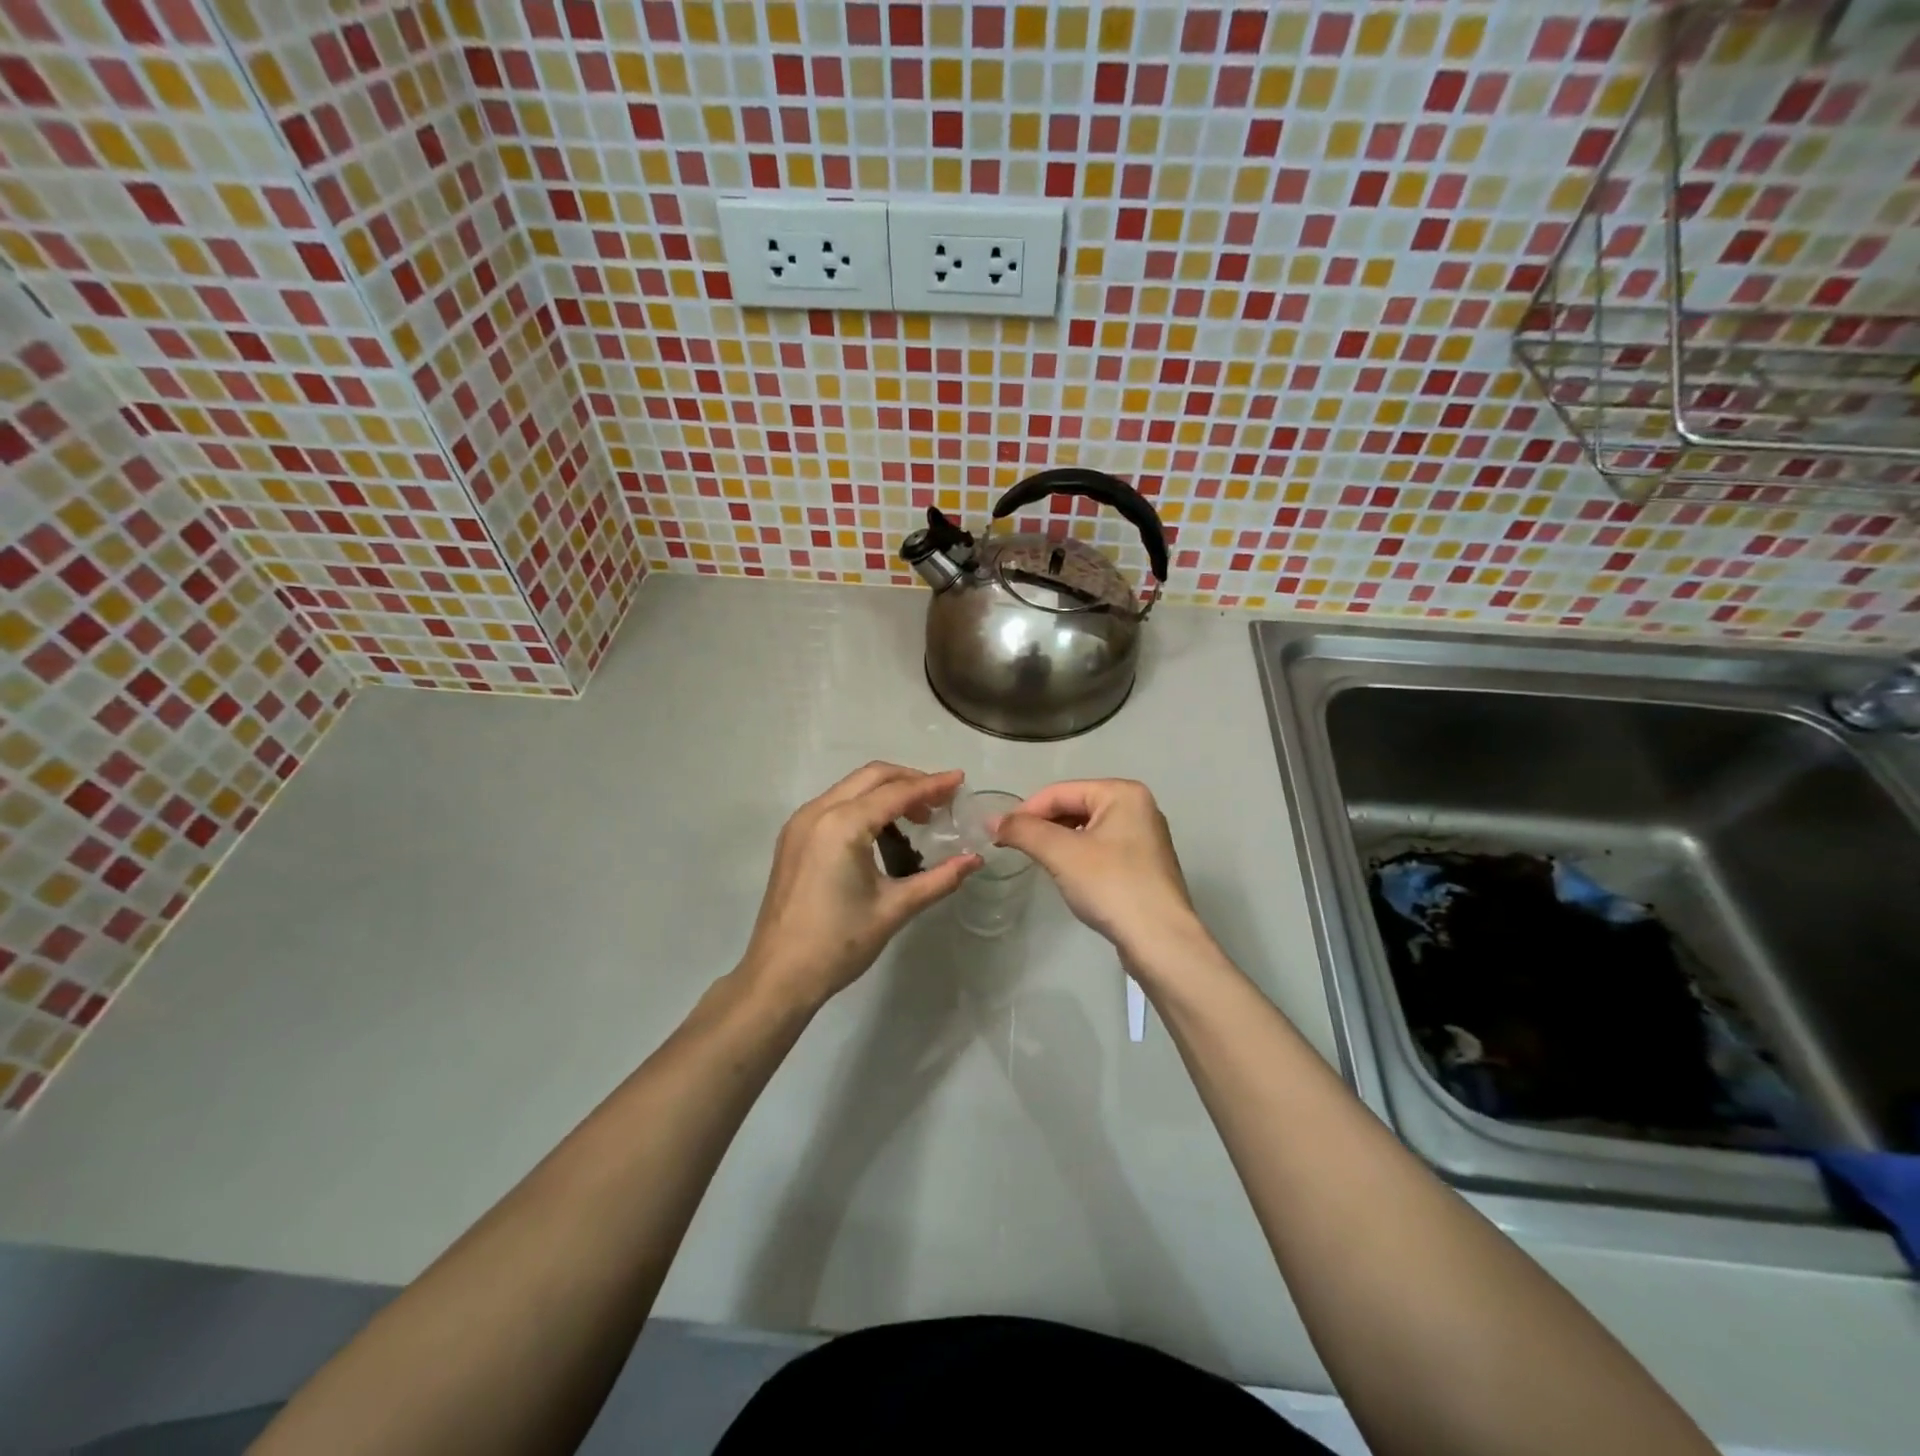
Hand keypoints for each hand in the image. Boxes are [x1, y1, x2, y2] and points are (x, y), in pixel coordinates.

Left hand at [739, 763, 978, 1009]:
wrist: (779, 976)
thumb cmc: (839, 943)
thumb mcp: (895, 908)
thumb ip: (939, 879)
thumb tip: (975, 860)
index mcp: (842, 825)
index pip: (896, 792)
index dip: (932, 785)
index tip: (960, 780)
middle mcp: (818, 812)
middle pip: (872, 777)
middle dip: (909, 781)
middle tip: (941, 800)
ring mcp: (800, 824)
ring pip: (851, 788)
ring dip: (886, 793)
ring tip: (917, 818)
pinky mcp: (793, 838)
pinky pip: (835, 805)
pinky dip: (864, 807)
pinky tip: (883, 832)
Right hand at [993, 779, 1200, 964]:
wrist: (1160, 941)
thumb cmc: (1111, 886)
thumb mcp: (1060, 853)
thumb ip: (1023, 831)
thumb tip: (992, 821)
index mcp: (1122, 793)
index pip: (1060, 792)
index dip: (1025, 811)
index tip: (999, 834)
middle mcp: (1138, 806)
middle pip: (1075, 806)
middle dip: (1043, 826)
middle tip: (1015, 848)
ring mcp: (1144, 837)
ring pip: (1087, 829)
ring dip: (1058, 842)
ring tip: (1039, 861)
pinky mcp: (1144, 865)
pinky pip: (1101, 849)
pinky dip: (1078, 856)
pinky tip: (1067, 876)